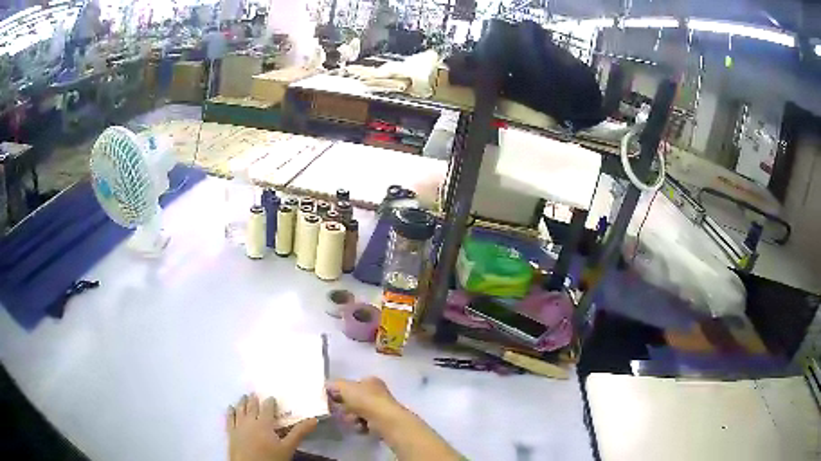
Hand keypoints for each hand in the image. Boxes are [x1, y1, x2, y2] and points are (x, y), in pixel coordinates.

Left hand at [226, 393, 316, 460]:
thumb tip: (314, 419)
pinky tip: (230, 408)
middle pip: (251, 407)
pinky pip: (229, 419)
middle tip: (254, 393)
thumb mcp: (288, 447)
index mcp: (264, 423)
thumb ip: (299, 433)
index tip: (271, 397)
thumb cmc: (271, 458)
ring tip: (243, 397)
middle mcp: (250, 421)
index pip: (267, 408)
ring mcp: (239, 426)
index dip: (269, 402)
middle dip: (253, 400)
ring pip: (240, 410)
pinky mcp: (231, 433)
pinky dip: (230, 412)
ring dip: (242, 403)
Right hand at [327, 378, 461, 460]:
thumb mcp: (345, 387)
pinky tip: (360, 427)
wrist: (385, 421)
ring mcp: (381, 408)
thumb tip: (326, 387)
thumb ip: (334, 385)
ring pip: (358, 413)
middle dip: (345, 407)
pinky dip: (360, 426)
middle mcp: (377, 392)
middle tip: (340, 412)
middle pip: (354, 400)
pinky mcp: (382, 422)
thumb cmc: (365, 400)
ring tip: (351, 420)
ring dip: (351, 418)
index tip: (331, 399)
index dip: (340, 391)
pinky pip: (364, 424)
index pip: (351, 384)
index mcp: (370, 381)